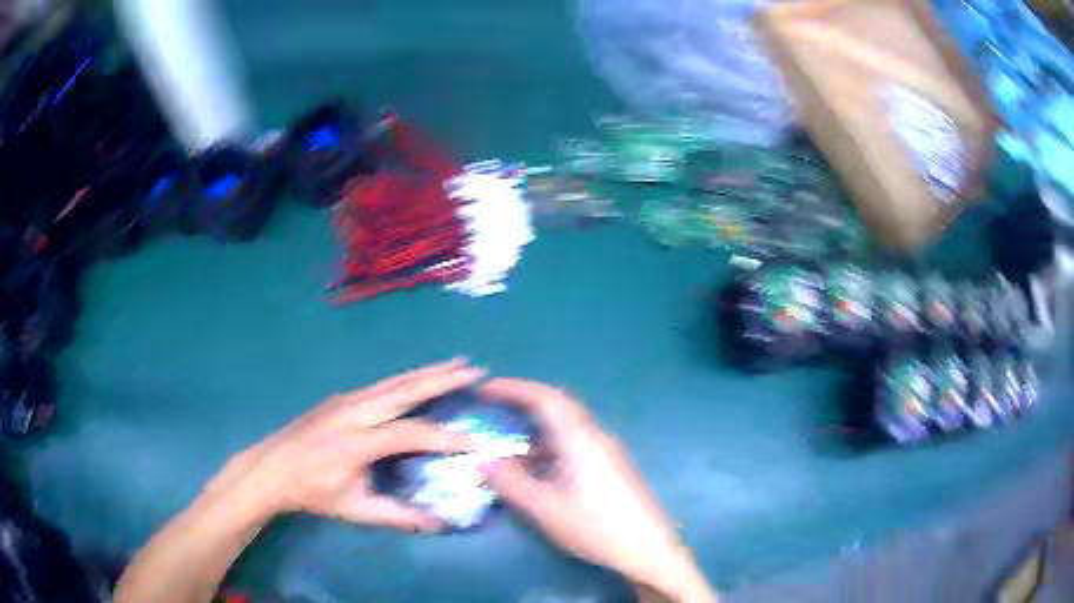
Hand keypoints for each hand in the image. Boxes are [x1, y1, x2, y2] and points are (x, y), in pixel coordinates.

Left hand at [211, 359, 483, 530]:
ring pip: (394, 381)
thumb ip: (398, 516)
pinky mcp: (342, 398)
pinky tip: (421, 378)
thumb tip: (440, 523)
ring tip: (458, 363)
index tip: (474, 440)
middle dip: (442, 379)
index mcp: (357, 442)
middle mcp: (355, 412)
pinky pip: (383, 384)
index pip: (409, 434)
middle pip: (404, 390)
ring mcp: (347, 400)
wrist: (272, 468)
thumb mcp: (355, 510)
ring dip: (428, 372)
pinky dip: (409, 379)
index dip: (443, 438)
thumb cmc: (313, 492)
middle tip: (476, 370)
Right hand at [478, 379, 716, 602]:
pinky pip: (572, 446)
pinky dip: (547, 449)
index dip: (513, 388)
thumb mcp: (545, 508)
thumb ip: (510, 482)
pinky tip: (534, 471)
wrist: (648, 549)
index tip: (484, 389)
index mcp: (580, 439)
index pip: (545, 398)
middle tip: (491, 409)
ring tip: (505, 444)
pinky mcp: (609, 469)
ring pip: (564, 429)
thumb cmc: (596, 527)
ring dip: (534, 431)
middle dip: (522, 404)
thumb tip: (481, 458)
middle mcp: (595, 437)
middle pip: (556, 408)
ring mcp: (605, 453)